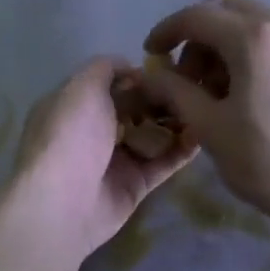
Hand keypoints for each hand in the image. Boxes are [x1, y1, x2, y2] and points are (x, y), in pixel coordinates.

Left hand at [4, 57, 194, 261]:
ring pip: (152, 136)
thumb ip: (105, 68)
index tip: (168, 68)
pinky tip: (204, 135)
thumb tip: (130, 68)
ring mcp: (114, 160)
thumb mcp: (82, 86)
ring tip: (206, 108)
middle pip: (134, 110)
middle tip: (194, 88)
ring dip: (176, 122)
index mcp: (74, 106)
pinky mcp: (134, 185)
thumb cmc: (70, 135)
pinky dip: (182, 150)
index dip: (137, 76)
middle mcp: (92, 132)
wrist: (63, 202)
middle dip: (161, 99)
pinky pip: (163, 163)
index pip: (109, 85)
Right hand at [135, 0, 269, 226]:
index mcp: (256, 38)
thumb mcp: (211, 128)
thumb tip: (149, 74)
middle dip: (199, 39)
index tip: (151, 55)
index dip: (166, 31)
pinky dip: (252, 53)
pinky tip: (247, 93)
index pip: (197, 16)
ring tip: (217, 92)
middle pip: (227, 13)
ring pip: (254, 24)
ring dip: (225, 46)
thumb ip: (175, 91)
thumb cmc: (268, 163)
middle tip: (187, 79)